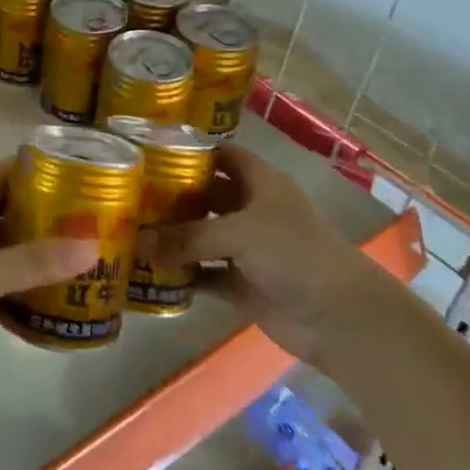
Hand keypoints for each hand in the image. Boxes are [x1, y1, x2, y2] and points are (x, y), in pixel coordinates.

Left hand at [0, 160, 98, 449]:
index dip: (34, 171)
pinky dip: (24, 280)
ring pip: (2, 247)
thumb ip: (31, 261)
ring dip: (36, 248)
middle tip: (93, 214)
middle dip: (43, 211)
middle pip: (2, 210)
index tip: (80, 172)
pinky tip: (57, 287)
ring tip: (85, 248)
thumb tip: (92, 246)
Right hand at [140, 145, 386, 366]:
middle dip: (173, 197)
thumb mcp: (238, 234)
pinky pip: (206, 274)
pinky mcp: (245, 284)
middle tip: (129, 195)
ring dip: (174, 238)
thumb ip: (186, 238)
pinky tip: (151, 272)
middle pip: (207, 197)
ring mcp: (249, 249)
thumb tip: (137, 243)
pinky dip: (184, 275)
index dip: (191, 151)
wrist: (340, 317)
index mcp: (261, 183)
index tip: (150, 152)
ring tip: (131, 232)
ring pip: (203, 237)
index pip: (221, 155)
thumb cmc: (293, 254)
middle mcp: (253, 210)